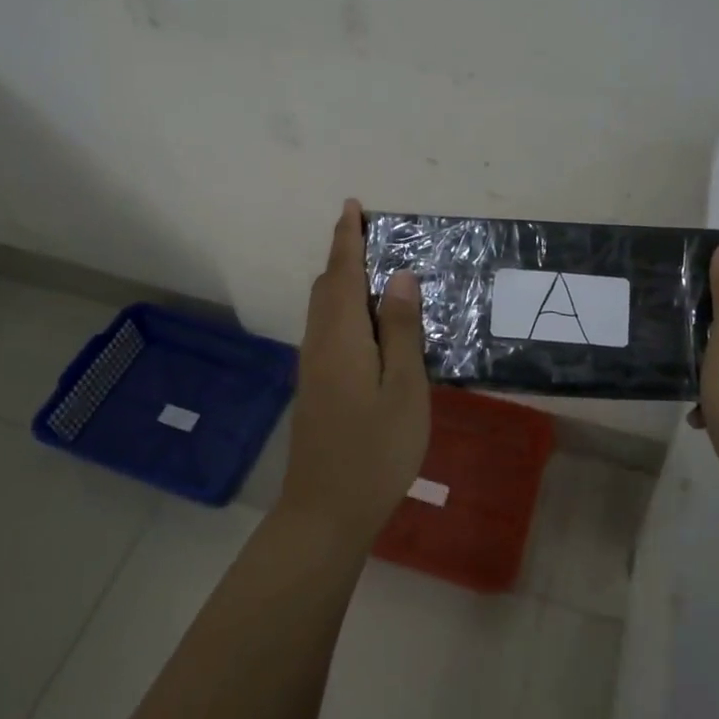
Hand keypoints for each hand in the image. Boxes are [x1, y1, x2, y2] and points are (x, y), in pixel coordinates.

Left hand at [280, 200, 430, 547]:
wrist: (325, 512)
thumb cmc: (375, 450)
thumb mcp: (405, 388)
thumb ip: (403, 330)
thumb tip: (401, 276)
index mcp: (342, 336)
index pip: (343, 272)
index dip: (348, 237)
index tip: (353, 206)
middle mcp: (319, 342)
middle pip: (328, 286)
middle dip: (345, 254)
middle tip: (375, 236)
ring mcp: (313, 366)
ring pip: (324, 308)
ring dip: (344, 281)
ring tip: (377, 272)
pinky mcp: (315, 386)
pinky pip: (327, 328)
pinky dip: (345, 308)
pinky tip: (370, 325)